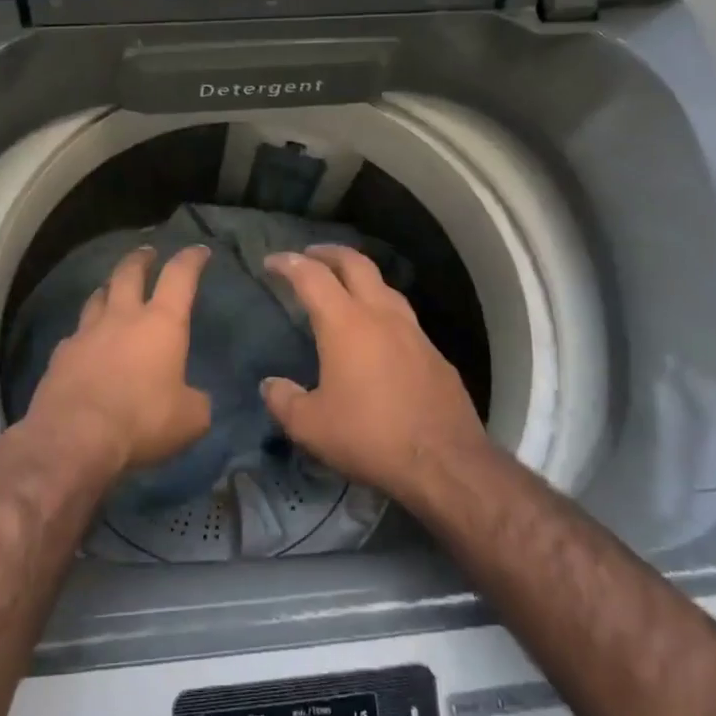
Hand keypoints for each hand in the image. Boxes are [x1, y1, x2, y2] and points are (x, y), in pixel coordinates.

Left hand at [19, 245, 213, 478]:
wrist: (74, 437)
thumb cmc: (142, 421)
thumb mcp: (190, 419)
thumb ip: (196, 402)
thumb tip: (192, 398)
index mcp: (161, 324)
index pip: (179, 277)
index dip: (191, 260)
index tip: (198, 251)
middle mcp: (122, 318)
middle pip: (129, 273)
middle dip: (141, 260)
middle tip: (146, 253)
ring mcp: (86, 333)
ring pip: (97, 297)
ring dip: (108, 289)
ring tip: (112, 290)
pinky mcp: (60, 355)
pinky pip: (76, 334)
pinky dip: (85, 333)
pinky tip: (86, 343)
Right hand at [261, 245, 486, 500]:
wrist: (444, 462)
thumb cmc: (369, 436)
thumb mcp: (311, 427)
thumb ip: (284, 401)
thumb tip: (270, 385)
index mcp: (345, 324)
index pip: (312, 276)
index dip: (288, 263)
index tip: (272, 262)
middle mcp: (381, 315)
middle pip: (355, 264)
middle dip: (328, 253)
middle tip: (309, 255)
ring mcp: (413, 332)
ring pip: (384, 285)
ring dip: (360, 276)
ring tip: (344, 286)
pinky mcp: (434, 353)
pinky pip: (402, 316)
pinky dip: (382, 308)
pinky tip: (378, 333)